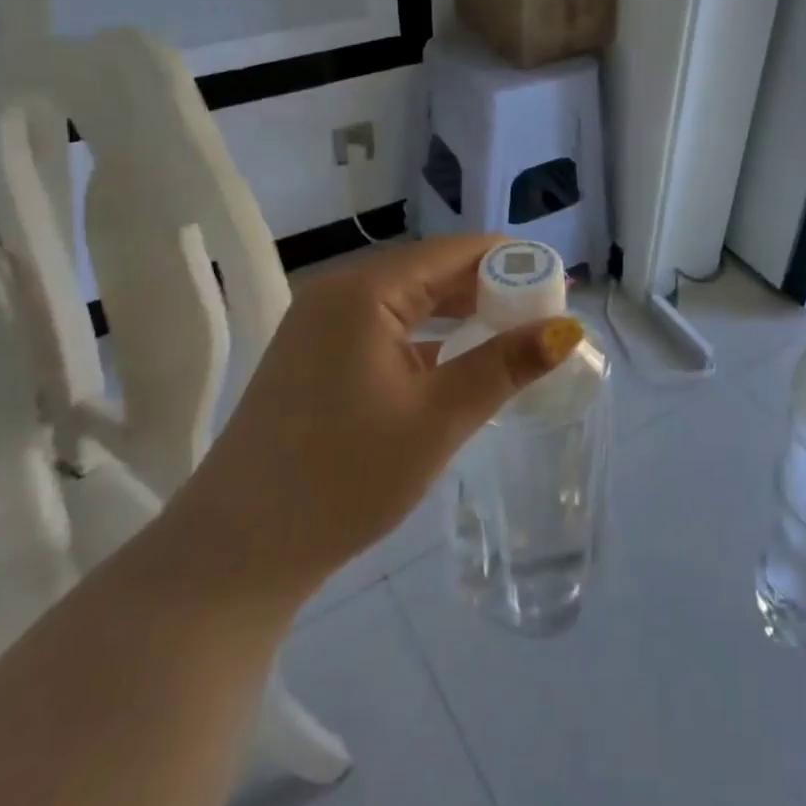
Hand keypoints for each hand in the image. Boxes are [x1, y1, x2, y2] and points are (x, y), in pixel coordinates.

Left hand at [174, 236, 580, 607]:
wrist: (237, 553)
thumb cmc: (344, 477)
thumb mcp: (438, 418)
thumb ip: (505, 365)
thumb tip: (568, 329)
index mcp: (365, 291)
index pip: (456, 252)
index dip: (513, 263)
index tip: (561, 286)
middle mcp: (339, 292)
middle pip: (432, 271)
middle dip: (492, 288)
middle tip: (547, 315)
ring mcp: (321, 324)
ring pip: (410, 299)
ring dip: (461, 312)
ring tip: (514, 333)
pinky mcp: (316, 355)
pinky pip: (386, 326)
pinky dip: (429, 336)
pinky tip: (459, 359)